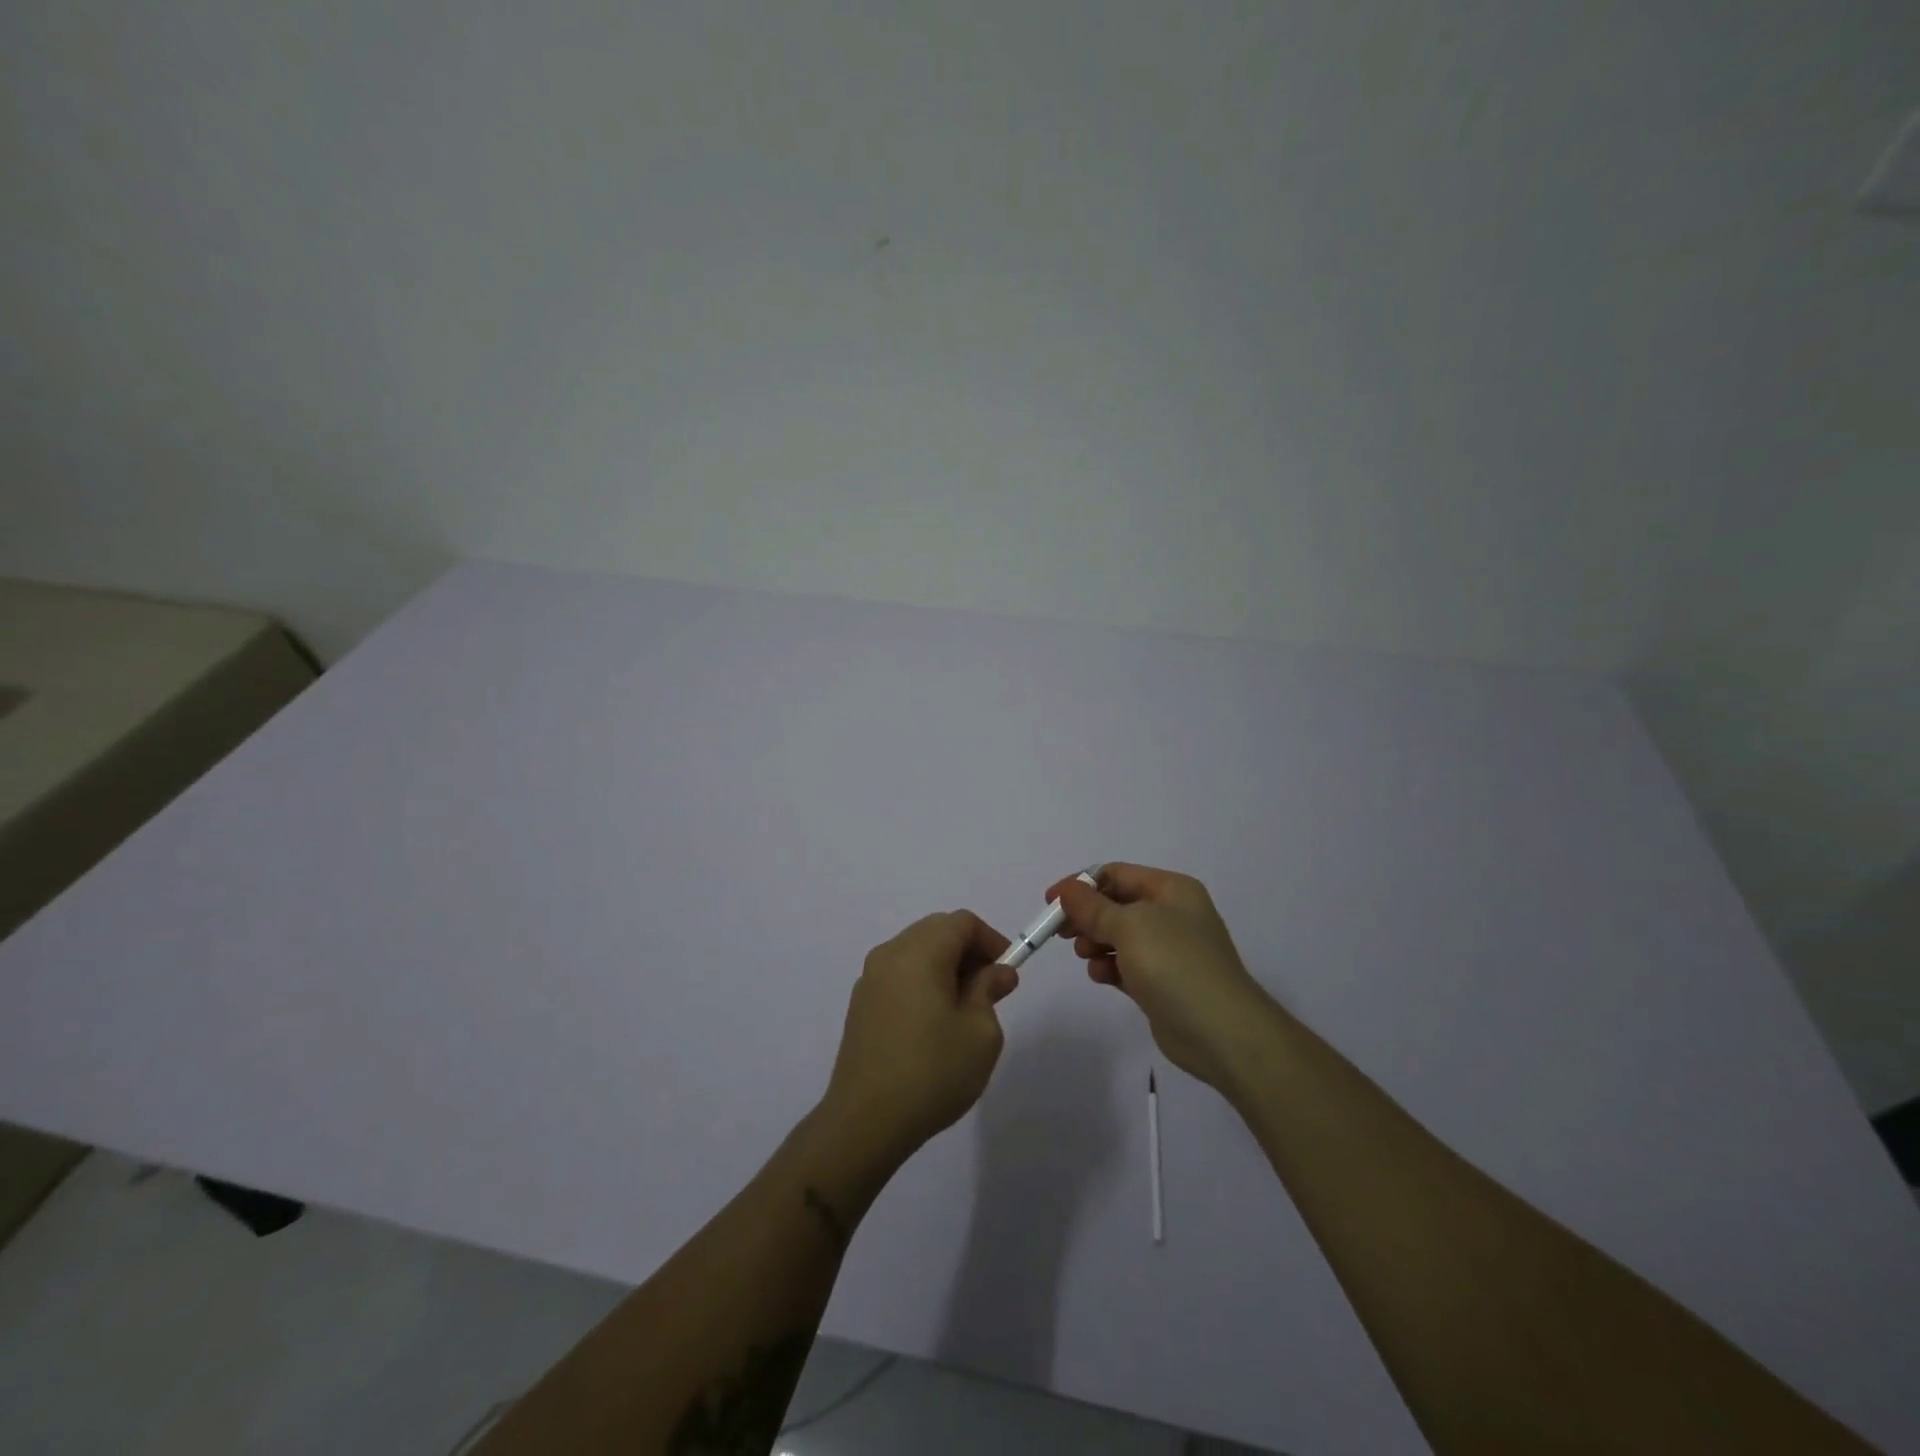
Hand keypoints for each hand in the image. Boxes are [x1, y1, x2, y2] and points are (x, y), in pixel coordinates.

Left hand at [821, 911, 1018, 1163]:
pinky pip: (899, 975)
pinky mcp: (860, 1005)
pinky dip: (922, 982)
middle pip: (936, 931)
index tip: (1007, 972)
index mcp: (919, 952)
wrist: (865, 1122)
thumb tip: (996, 972)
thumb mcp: (980, 1033)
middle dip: (968, 951)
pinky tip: (933, 1023)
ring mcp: (869, 979)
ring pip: (916, 952)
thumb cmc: (932, 1072)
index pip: (961, 922)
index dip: (990, 940)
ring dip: (945, 966)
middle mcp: (890, 954)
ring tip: (964, 1009)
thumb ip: (989, 990)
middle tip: (990, 989)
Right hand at [1051, 864, 1276, 1090]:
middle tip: (1062, 933)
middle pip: (1115, 905)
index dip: (1081, 885)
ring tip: (1087, 956)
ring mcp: (1169, 950)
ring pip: (1118, 936)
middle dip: (1087, 916)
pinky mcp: (1162, 982)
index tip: (1051, 903)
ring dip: (1096, 942)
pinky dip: (1109, 967)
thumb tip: (1066, 890)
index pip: (1116, 874)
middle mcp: (1172, 914)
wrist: (1221, 1032)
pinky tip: (1101, 976)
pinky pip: (1126, 965)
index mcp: (1171, 890)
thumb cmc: (1175, 964)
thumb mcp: (1129, 926)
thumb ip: (1093, 907)